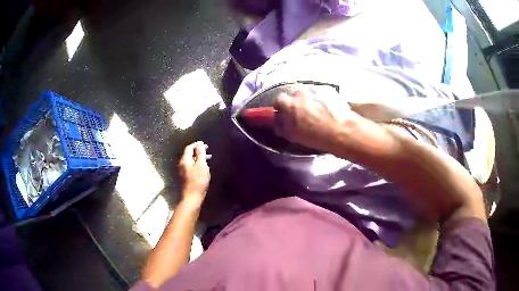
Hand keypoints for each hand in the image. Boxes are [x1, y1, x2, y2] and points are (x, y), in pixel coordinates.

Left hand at [179, 141, 210, 203]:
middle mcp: (182, 164)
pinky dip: (198, 164)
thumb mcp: (201, 165)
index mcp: (185, 160)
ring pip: (191, 161)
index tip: (204, 144)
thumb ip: (200, 154)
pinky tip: (204, 167)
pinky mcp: (186, 177)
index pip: (189, 148)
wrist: (192, 197)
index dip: (196, 144)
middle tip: (207, 149)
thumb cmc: (198, 181)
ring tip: (208, 158)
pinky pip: (192, 166)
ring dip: (199, 158)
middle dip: (198, 151)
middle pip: (189, 154)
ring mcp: (183, 171)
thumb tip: (200, 144)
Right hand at [273, 87, 361, 151]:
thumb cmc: (315, 136)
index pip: (279, 100)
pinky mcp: (328, 89)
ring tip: (319, 111)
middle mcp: (299, 92)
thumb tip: (278, 121)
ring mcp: (314, 89)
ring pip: (308, 93)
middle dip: (297, 102)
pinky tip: (328, 108)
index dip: (283, 107)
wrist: (341, 130)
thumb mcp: (292, 136)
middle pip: (294, 95)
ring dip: (310, 99)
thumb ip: (281, 126)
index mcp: (288, 104)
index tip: (287, 113)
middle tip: (304, 113)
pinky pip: (321, 92)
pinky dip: (322, 98)